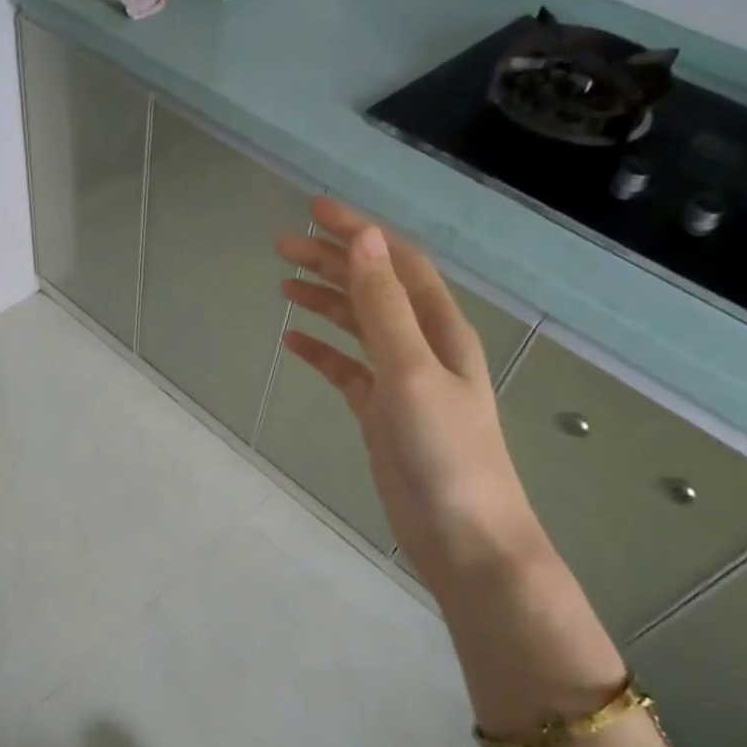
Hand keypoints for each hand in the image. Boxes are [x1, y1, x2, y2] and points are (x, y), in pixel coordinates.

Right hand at [276, 198, 546, 595]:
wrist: (463, 537)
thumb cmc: (444, 453)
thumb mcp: (412, 372)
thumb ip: (385, 307)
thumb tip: (364, 239)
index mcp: (439, 328)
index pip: (395, 262)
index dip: (359, 231)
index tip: (313, 209)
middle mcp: (423, 346)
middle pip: (374, 289)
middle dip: (333, 261)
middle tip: (282, 245)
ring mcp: (402, 381)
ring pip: (358, 327)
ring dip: (325, 301)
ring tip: (283, 284)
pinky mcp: (382, 414)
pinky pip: (347, 370)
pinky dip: (322, 352)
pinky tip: (293, 342)